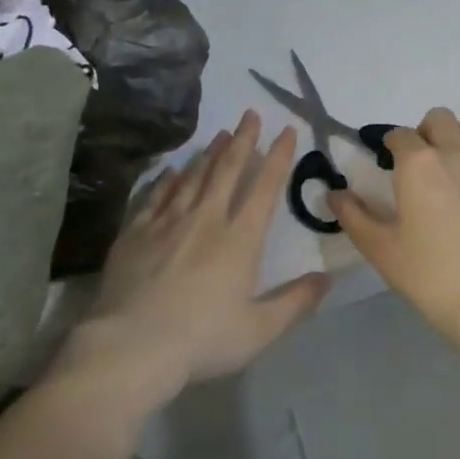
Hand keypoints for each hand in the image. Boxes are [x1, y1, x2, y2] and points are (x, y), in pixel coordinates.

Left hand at [64, 111, 330, 404]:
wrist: (132, 344)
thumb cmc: (202, 339)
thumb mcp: (259, 330)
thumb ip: (296, 302)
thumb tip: (328, 277)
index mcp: (239, 240)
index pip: (264, 188)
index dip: (278, 157)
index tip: (286, 131)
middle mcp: (205, 219)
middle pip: (227, 170)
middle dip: (242, 140)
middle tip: (249, 114)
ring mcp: (167, 222)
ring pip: (192, 177)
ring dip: (209, 153)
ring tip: (220, 134)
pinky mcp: (136, 231)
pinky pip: (156, 195)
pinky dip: (168, 179)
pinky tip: (173, 169)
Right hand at [329, 107, 459, 342]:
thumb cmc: (429, 275)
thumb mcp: (379, 248)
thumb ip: (352, 215)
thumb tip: (333, 193)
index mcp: (418, 163)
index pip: (399, 134)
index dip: (390, 146)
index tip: (388, 164)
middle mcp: (457, 153)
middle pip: (440, 118)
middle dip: (426, 132)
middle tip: (422, 163)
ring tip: (459, 159)